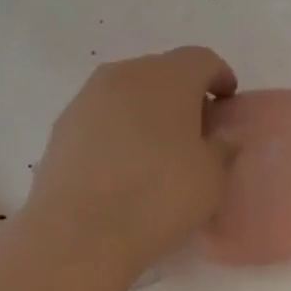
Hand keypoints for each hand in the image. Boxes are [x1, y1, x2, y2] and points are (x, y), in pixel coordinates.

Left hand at [27, 46, 238, 280]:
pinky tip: (124, 165)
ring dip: (147, 111)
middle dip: (182, 94)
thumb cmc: (159, 198)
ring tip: (158, 149)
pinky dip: (119, 130)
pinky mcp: (63, 126)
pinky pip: (102, 117)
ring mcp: (88, 98)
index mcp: (168, 77)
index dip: (219, 77)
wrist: (81, 231)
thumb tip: (222, 134)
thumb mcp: (211, 179)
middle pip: (161, 72)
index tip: (227, 102)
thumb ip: (222, 148)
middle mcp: (125, 75)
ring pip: (128, 93)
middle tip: (195, 129)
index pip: (202, 60)